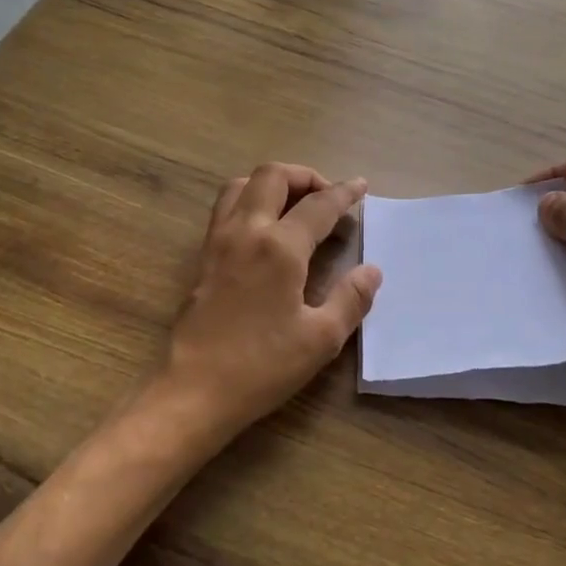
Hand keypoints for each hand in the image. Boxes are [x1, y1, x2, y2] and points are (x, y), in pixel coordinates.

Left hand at [153, 163, 380, 445]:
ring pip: (242, 184)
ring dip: (272, 183)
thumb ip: (351, 299)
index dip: (344, 193)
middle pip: (273, 176)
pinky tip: (265, 228)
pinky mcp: (202, 256)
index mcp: (280, 247)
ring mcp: (218, 240)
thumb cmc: (262, 366)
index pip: (318, 205)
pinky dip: (249, 200)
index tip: (361, 186)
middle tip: (328, 196)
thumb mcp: (320, 339)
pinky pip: (225, 208)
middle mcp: (246, 231)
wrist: (194, 389)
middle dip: (305, 176)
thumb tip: (371, 271)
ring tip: (295, 204)